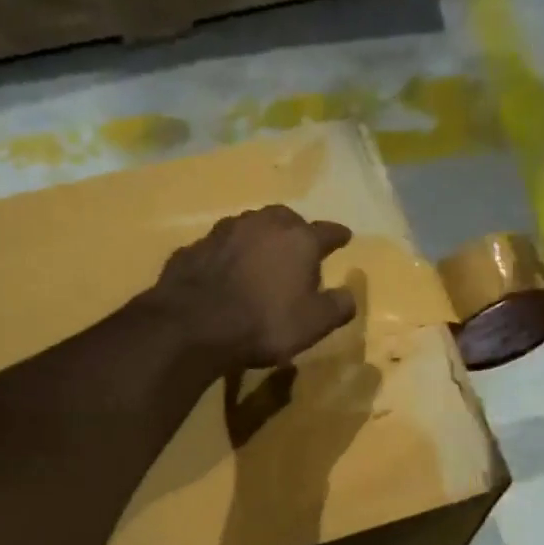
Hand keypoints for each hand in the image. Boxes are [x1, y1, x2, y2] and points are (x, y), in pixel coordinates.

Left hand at [153, 206, 358, 371]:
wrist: (194, 325)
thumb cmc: (265, 323)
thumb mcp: (314, 324)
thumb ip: (338, 306)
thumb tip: (349, 294)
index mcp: (298, 240)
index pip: (327, 232)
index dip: (338, 236)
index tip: (345, 237)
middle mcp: (263, 225)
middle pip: (286, 219)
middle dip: (296, 230)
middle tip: (299, 245)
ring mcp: (224, 232)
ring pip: (250, 227)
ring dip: (260, 238)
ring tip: (263, 255)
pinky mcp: (195, 247)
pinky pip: (220, 247)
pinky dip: (229, 255)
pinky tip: (227, 271)